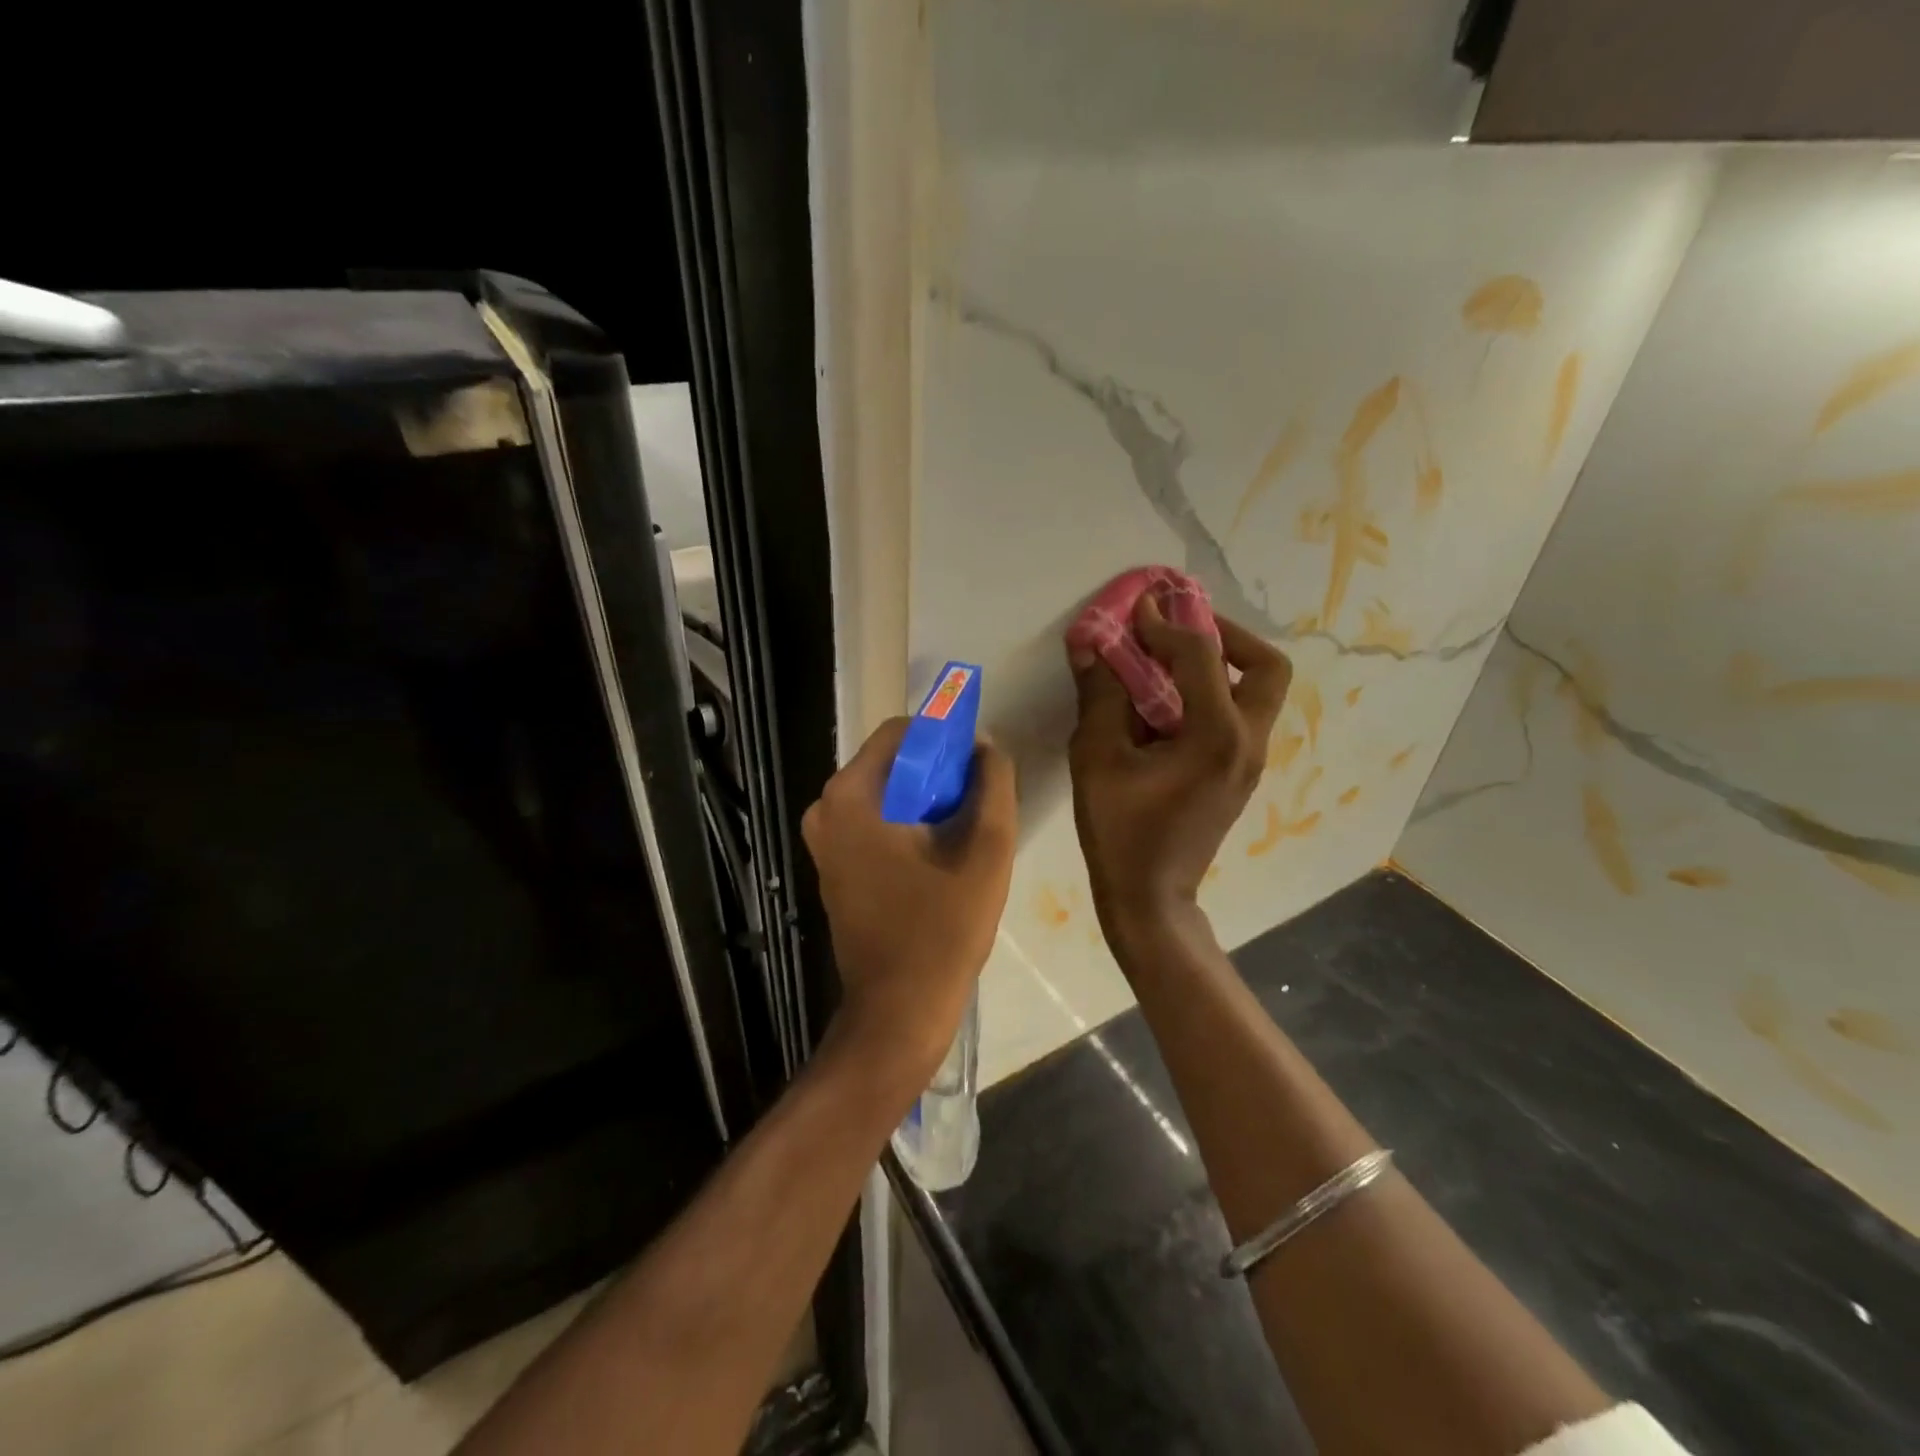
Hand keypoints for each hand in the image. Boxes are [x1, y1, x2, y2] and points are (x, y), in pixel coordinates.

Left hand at [802, 717, 1017, 1083]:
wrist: (899, 1010)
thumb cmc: (942, 929)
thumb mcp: (986, 850)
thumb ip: (993, 783)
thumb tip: (984, 745)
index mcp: (851, 795)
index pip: (902, 732)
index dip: (945, 739)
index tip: (977, 769)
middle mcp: (825, 808)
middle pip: (892, 763)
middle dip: (938, 775)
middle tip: (977, 807)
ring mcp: (824, 840)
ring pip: (886, 793)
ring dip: (926, 802)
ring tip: (963, 836)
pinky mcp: (833, 865)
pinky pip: (875, 822)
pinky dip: (907, 825)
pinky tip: (939, 857)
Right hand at [1067, 598, 1290, 947]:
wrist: (1151, 896)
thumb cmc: (1121, 831)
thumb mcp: (1097, 759)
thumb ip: (1099, 696)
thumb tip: (1089, 644)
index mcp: (1217, 735)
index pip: (1201, 656)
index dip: (1164, 624)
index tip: (1135, 608)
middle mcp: (1248, 741)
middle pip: (1266, 667)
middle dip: (1226, 636)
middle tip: (1181, 630)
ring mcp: (1250, 760)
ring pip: (1259, 692)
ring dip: (1222, 664)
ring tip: (1171, 659)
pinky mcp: (1240, 774)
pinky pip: (1241, 715)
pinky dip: (1214, 693)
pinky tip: (1169, 702)